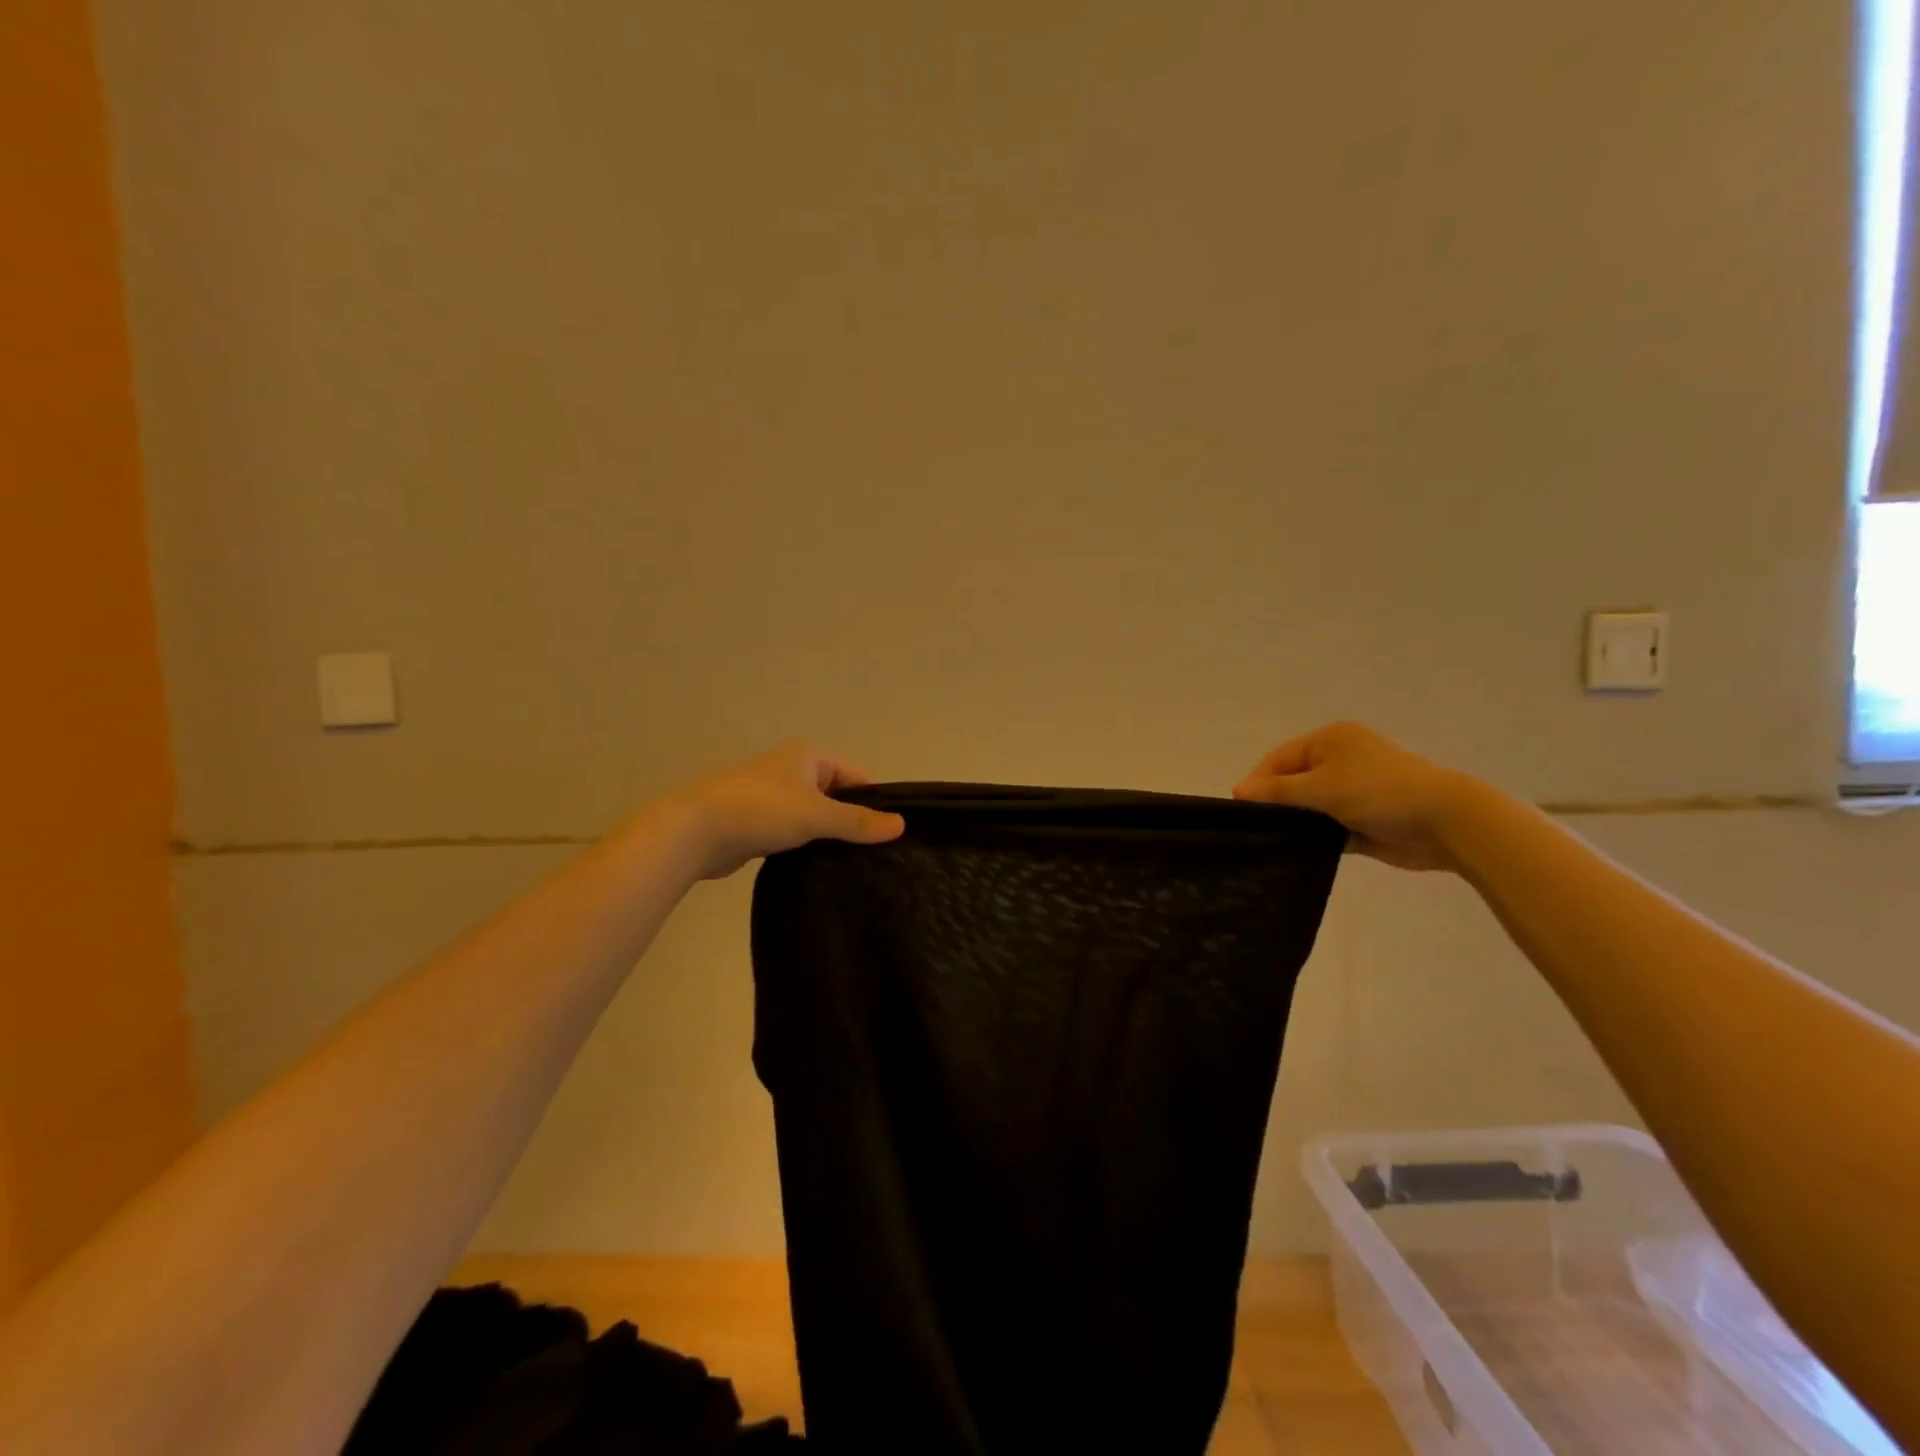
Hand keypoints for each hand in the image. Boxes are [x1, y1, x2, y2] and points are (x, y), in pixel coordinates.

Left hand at [673, 741, 905, 879]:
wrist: (695, 831)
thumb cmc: (761, 810)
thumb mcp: (817, 815)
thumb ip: (858, 821)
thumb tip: (901, 825)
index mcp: (809, 756)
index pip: (856, 776)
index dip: (876, 800)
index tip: (894, 832)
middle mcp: (792, 770)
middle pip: (837, 796)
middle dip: (854, 820)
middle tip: (879, 853)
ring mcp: (773, 797)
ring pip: (815, 816)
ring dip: (829, 835)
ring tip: (857, 864)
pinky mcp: (759, 823)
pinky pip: (795, 832)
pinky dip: (808, 845)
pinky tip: (822, 867)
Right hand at [1232, 721, 1479, 871]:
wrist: (1444, 822)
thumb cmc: (1377, 791)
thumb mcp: (1321, 786)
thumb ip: (1277, 790)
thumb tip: (1237, 790)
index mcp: (1330, 740)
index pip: (1279, 758)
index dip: (1258, 781)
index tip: (1239, 808)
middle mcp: (1339, 761)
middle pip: (1293, 781)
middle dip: (1275, 802)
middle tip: (1253, 826)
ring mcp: (1352, 791)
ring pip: (1309, 806)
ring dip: (1295, 821)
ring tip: (1269, 840)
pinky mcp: (1362, 820)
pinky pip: (1327, 827)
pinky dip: (1314, 837)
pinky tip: (1295, 851)